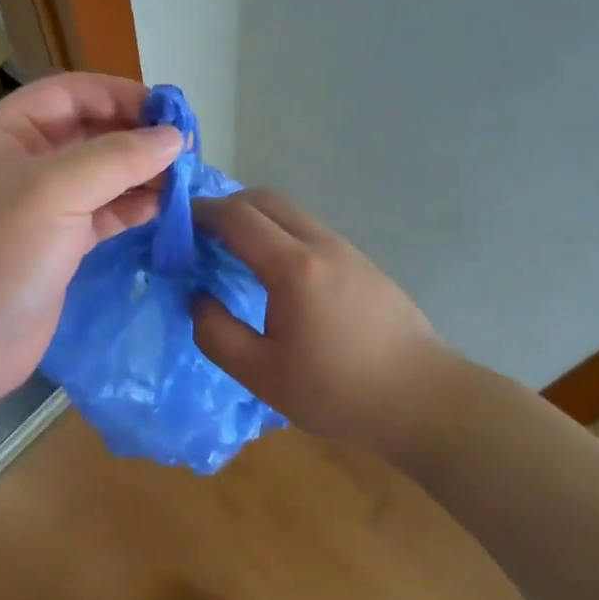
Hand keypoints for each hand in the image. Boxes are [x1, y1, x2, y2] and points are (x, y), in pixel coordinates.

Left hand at [0, 74, 183, 395]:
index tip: (170, 110)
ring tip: (185, 177)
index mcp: (5, 132)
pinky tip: (164, 206)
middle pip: (89, 131)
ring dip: (140, 172)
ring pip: (100, 173)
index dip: (120, 94)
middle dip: (136, 135)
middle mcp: (23, 161)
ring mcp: (41, 205)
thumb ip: (117, 158)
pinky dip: (132, 206)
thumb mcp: (54, 193)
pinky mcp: (58, 243)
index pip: (70, 93)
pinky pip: (102, 211)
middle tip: (187, 147)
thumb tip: (173, 137)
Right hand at [192, 189, 461, 452]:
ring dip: (254, 219)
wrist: (423, 400)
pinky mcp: (361, 262)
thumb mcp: (261, 376)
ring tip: (231, 253)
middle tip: (199, 236)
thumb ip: (216, 333)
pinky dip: (278, 233)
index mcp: (293, 268)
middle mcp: (320, 244)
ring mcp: (346, 249)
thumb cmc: (338, 392)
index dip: (200, 214)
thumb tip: (198, 298)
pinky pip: (308, 230)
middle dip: (225, 207)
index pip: (236, 217)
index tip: (175, 227)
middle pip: (264, 199)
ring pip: (289, 212)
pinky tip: (272, 272)